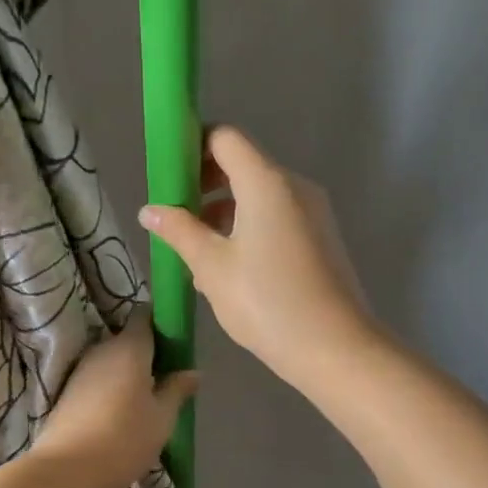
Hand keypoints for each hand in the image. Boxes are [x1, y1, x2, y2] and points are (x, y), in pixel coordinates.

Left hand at [35, 312, 195, 487]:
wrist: (65, 472)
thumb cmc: (124, 439)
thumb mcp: (162, 417)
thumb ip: (177, 389)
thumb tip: (193, 372)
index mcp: (129, 347)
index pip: (144, 315)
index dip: (160, 322)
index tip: (176, 340)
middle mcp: (103, 349)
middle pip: (128, 339)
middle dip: (147, 352)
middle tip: (167, 376)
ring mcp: (81, 370)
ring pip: (112, 361)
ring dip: (129, 373)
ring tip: (148, 399)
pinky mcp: (67, 392)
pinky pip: (98, 379)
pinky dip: (112, 388)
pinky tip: (123, 413)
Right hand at [138, 126, 374, 388]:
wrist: (336, 349)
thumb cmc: (267, 302)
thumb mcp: (212, 267)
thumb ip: (179, 231)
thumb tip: (150, 210)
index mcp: (267, 182)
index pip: (226, 138)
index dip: (192, 147)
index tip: (167, 176)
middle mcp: (294, 186)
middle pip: (243, 166)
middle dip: (204, 185)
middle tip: (175, 217)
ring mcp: (313, 212)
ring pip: (259, 196)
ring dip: (224, 213)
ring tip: (195, 252)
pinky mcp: (321, 237)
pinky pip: (277, 217)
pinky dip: (249, 228)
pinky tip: (228, 269)